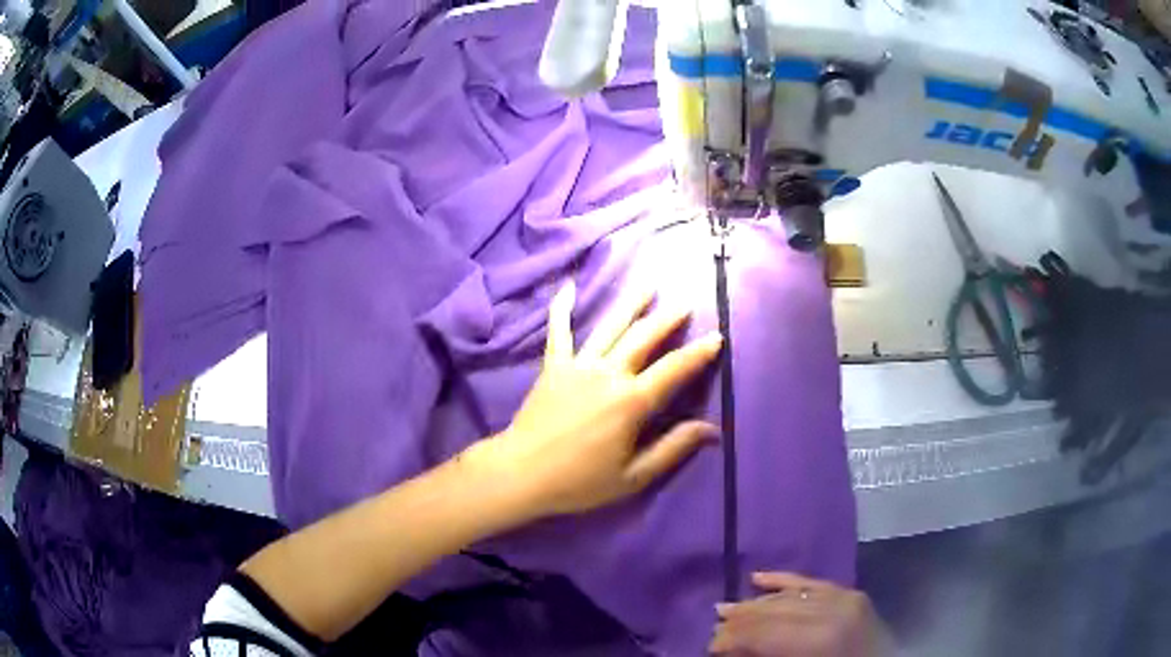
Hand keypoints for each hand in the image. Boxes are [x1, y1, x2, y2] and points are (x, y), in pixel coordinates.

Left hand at [467, 281, 722, 518]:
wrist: (521, 473)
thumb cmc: (579, 481)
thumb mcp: (633, 477)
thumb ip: (673, 449)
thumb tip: (711, 430)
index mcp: (631, 402)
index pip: (674, 370)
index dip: (698, 353)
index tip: (717, 336)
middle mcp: (608, 374)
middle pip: (644, 338)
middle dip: (669, 318)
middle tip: (687, 302)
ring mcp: (578, 366)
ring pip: (610, 326)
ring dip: (631, 303)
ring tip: (649, 284)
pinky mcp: (553, 367)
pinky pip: (559, 332)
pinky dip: (562, 308)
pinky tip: (568, 287)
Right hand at [709, 572, 891, 656]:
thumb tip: (733, 649)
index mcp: (820, 638)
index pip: (762, 631)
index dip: (732, 637)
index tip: (710, 646)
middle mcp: (833, 610)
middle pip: (773, 610)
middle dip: (740, 621)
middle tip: (714, 628)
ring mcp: (846, 598)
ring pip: (789, 595)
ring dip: (756, 602)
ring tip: (725, 608)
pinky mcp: (853, 594)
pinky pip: (813, 583)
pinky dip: (785, 581)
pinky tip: (759, 577)